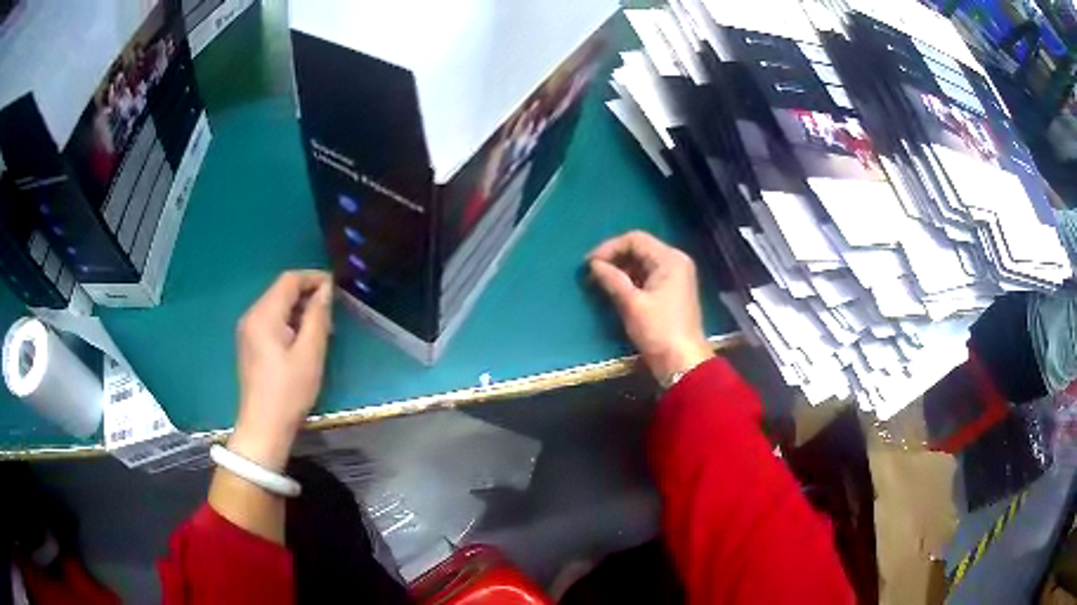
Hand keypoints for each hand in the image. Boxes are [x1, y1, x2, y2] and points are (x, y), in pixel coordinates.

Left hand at [230, 270, 332, 471]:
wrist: (263, 426)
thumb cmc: (288, 391)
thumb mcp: (310, 353)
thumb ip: (317, 316)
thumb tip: (325, 291)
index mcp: (264, 315)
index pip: (289, 280)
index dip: (313, 278)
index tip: (335, 287)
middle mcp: (251, 316)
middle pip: (281, 291)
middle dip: (306, 295)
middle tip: (331, 313)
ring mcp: (247, 330)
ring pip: (276, 306)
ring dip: (298, 310)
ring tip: (321, 328)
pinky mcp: (249, 344)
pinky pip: (270, 321)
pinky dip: (288, 322)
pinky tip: (302, 340)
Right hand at [588, 231, 712, 384]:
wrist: (682, 362)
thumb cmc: (659, 331)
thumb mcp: (632, 304)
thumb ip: (612, 279)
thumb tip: (593, 265)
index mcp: (670, 259)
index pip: (635, 239)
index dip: (609, 248)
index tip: (589, 264)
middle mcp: (674, 262)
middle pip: (639, 249)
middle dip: (613, 258)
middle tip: (590, 273)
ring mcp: (674, 277)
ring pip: (641, 263)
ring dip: (619, 270)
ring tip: (598, 282)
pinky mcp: (670, 292)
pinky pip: (645, 277)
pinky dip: (629, 280)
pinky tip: (613, 290)